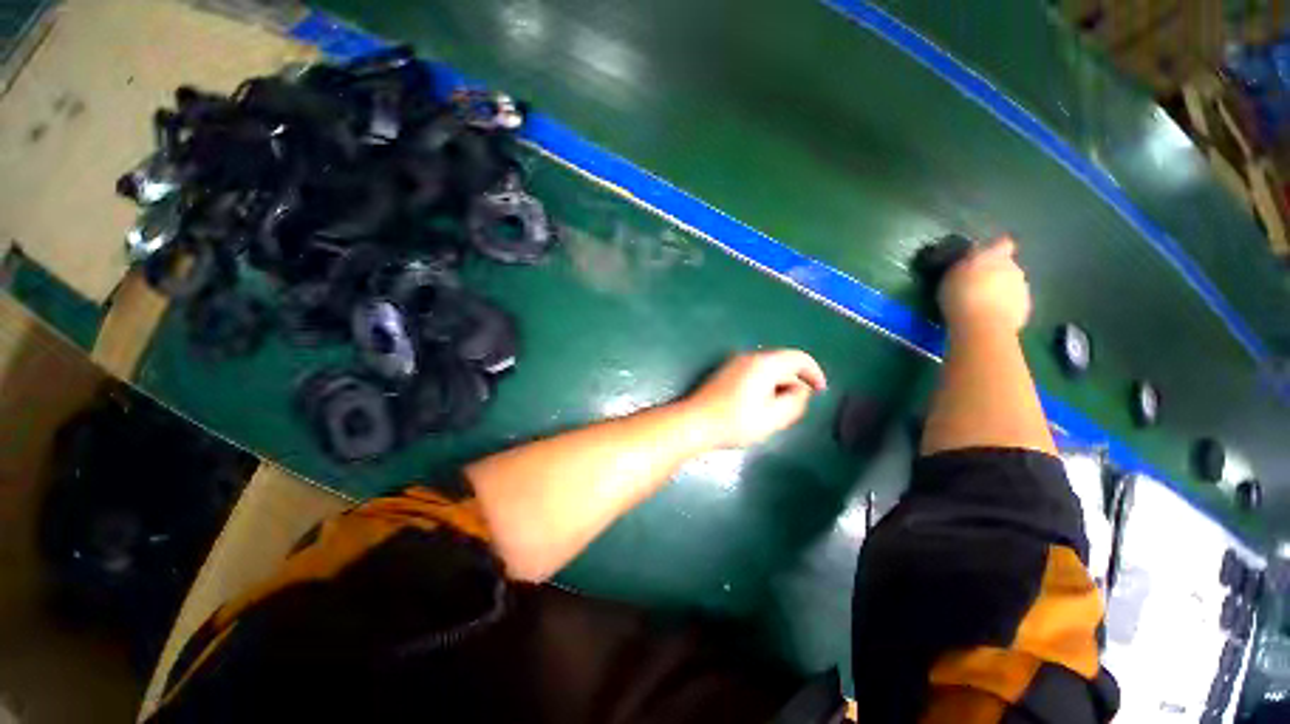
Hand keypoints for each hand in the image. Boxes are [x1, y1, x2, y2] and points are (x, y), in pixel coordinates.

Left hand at [685, 349, 826, 447]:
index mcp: (764, 364)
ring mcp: (735, 363)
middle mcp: (749, 357)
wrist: (695, 422)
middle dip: (796, 380)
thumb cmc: (735, 422)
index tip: (821, 391)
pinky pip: (754, 372)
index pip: (799, 358)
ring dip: (779, 383)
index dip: (814, 372)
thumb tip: (801, 390)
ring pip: (767, 368)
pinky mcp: (725, 372)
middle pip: (782, 361)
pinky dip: (765, 384)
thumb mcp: (773, 417)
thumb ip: (795, 401)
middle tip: (798, 405)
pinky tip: (760, 404)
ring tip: (779, 408)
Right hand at [938, 237, 1031, 333]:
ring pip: (1011, 285)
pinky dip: (1003, 307)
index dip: (996, 248)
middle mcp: (1014, 268)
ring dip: (1000, 291)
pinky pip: (1013, 304)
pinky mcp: (1025, 309)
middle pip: (1007, 266)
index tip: (984, 256)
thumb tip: (972, 257)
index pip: (1003, 243)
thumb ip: (965, 264)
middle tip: (976, 285)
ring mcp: (1023, 289)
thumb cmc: (961, 296)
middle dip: (996, 273)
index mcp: (996, 256)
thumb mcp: (952, 275)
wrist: (983, 325)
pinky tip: (988, 316)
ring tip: (981, 304)